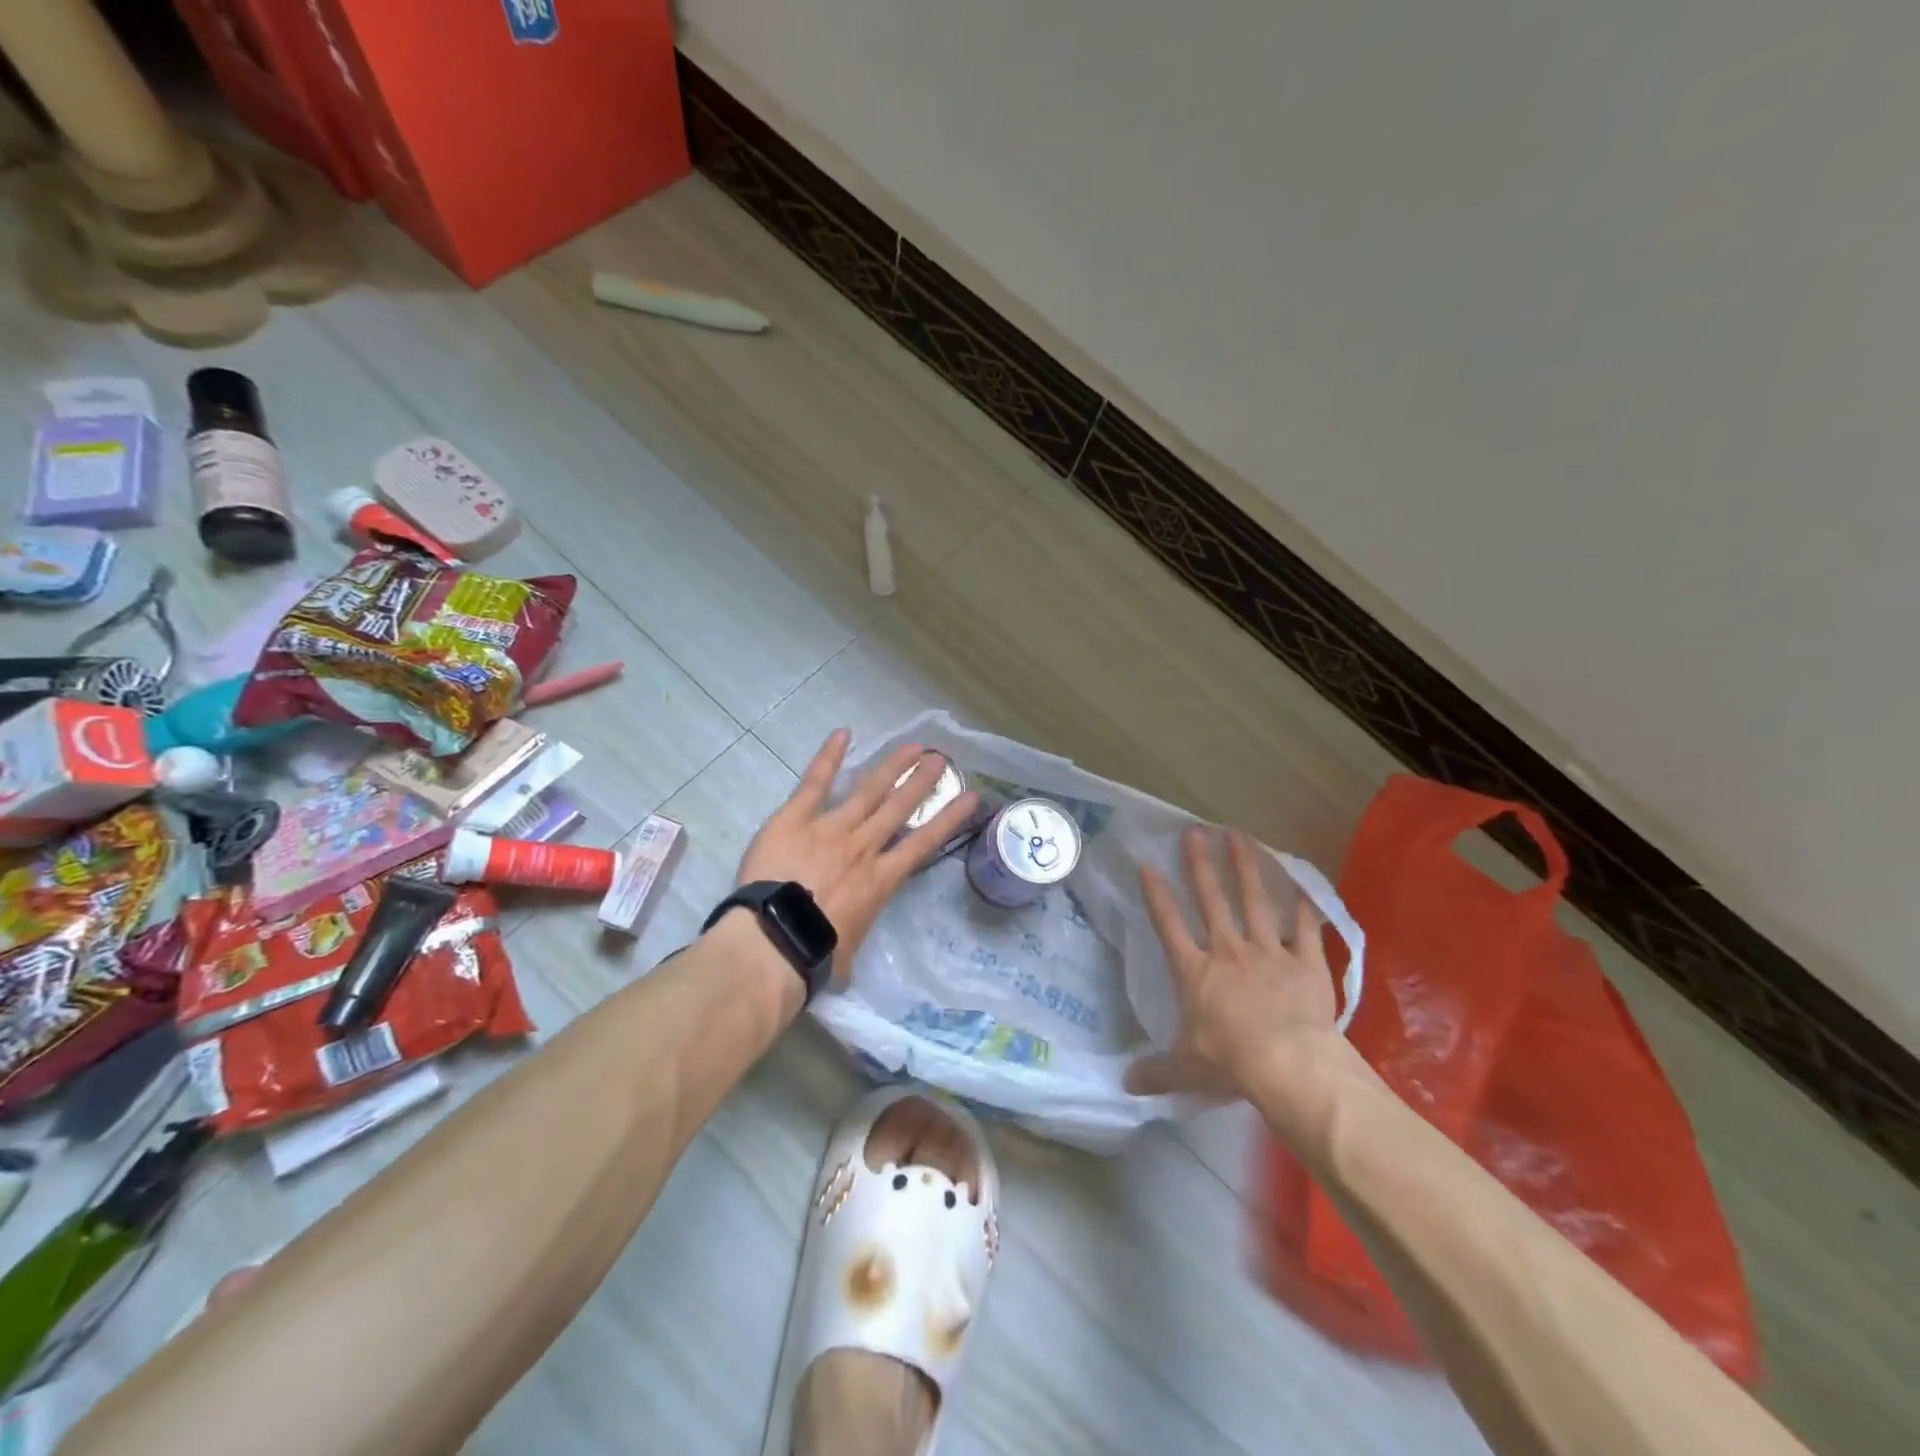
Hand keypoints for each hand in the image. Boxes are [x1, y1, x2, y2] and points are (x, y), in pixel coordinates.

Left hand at [736, 730, 979, 986]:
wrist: (775, 939)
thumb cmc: (815, 955)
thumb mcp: (848, 954)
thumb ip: (852, 936)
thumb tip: (845, 947)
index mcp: (880, 880)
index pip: (923, 844)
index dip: (949, 819)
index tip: (970, 797)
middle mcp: (862, 847)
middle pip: (898, 808)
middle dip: (921, 783)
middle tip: (940, 759)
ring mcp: (830, 828)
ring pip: (867, 790)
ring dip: (891, 767)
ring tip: (913, 747)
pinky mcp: (795, 819)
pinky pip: (815, 783)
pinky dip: (829, 758)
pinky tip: (843, 734)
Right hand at [1126, 826, 1347, 1104]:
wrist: (1289, 1066)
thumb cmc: (1230, 1063)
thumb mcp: (1186, 1069)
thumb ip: (1156, 1071)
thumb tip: (1126, 1085)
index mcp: (1195, 972)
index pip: (1168, 925)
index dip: (1156, 894)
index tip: (1147, 864)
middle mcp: (1229, 952)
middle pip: (1211, 900)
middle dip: (1200, 865)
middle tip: (1194, 832)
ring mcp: (1269, 953)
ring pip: (1254, 902)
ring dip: (1246, 868)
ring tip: (1239, 836)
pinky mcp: (1306, 963)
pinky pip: (1304, 929)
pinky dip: (1303, 907)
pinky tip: (1301, 883)